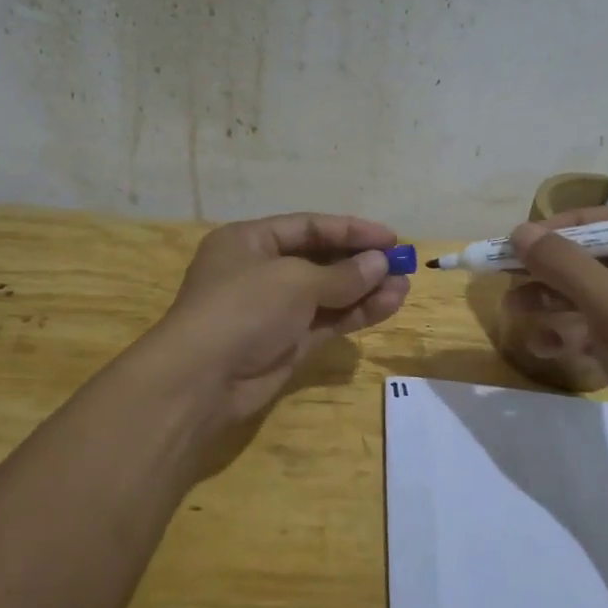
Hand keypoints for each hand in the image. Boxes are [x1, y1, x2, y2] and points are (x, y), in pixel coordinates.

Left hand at [146, 213, 409, 429]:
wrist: (202, 381)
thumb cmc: (243, 309)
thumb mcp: (295, 281)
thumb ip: (342, 274)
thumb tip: (380, 264)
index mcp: (250, 241)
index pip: (308, 227)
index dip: (351, 230)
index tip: (390, 238)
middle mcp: (261, 271)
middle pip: (320, 259)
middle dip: (361, 262)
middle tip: (402, 264)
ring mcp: (275, 310)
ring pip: (328, 293)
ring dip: (366, 289)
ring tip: (404, 286)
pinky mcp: (288, 343)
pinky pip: (328, 321)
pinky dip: (357, 313)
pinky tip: (390, 305)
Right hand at [506, 207, 607, 486]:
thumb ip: (567, 266)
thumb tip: (520, 232)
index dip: (569, 227)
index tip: (523, 237)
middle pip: (604, 260)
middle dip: (554, 271)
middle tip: (508, 273)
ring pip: (596, 297)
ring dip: (553, 302)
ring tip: (511, 309)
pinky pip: (600, 329)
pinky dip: (570, 334)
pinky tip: (540, 346)